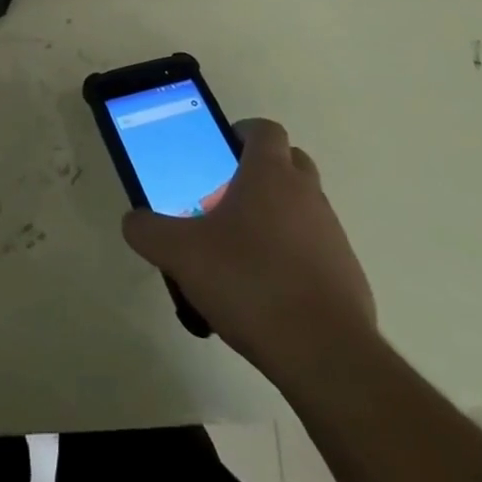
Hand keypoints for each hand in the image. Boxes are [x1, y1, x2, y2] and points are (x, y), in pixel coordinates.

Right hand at [122, 119, 374, 375]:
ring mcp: (332, 232)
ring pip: (302, 206)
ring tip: (241, 253)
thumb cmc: (250, 282)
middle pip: (289, 162)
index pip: (264, 129)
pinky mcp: (347, 273)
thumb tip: (134, 220)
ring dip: (277, 216)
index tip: (219, 153)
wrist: (324, 352)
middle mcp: (307, 193)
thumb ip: (149, 231)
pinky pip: (316, 248)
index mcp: (270, 173)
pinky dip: (294, 256)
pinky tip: (268, 291)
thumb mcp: (181, 254)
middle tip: (226, 199)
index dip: (242, 133)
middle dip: (260, 172)